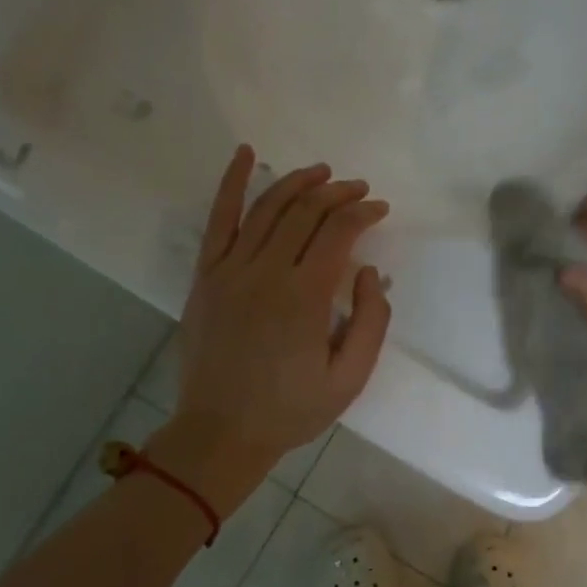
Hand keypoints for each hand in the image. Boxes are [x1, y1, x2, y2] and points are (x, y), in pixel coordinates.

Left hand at [162, 147, 391, 502]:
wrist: (221, 432)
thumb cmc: (291, 410)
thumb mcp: (350, 378)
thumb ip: (371, 321)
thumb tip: (367, 271)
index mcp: (305, 297)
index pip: (339, 232)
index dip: (364, 212)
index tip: (380, 209)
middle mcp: (266, 272)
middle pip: (305, 211)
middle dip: (338, 192)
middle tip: (359, 190)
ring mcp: (229, 270)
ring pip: (267, 207)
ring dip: (298, 182)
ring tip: (322, 173)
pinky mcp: (206, 275)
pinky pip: (218, 219)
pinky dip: (231, 183)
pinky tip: (244, 154)